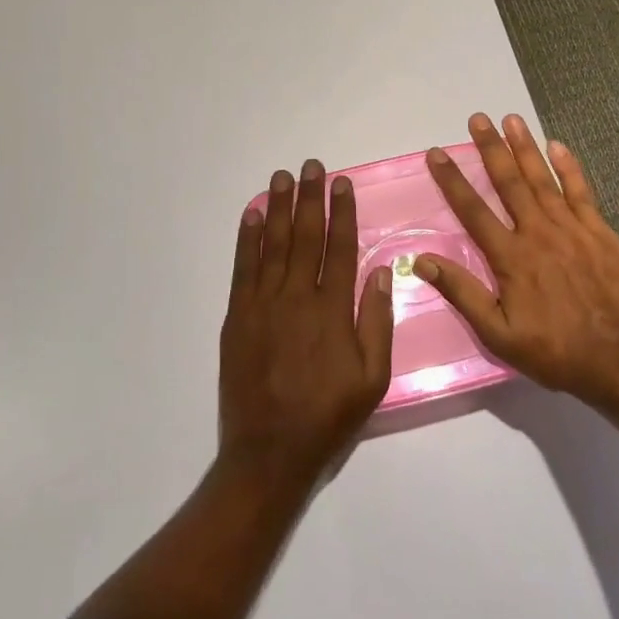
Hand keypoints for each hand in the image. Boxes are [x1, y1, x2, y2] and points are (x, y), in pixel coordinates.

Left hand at [218, 160, 394, 483]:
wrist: (269, 452)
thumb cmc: (328, 416)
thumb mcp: (372, 378)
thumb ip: (377, 321)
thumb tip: (382, 270)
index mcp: (332, 310)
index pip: (339, 248)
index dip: (341, 212)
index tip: (341, 184)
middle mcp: (297, 298)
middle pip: (304, 236)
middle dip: (309, 198)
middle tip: (311, 166)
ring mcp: (263, 305)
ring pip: (272, 245)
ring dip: (277, 208)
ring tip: (281, 178)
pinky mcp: (237, 317)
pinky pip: (242, 268)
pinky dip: (246, 239)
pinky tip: (251, 215)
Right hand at [416, 113, 618, 405]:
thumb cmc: (554, 350)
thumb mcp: (498, 333)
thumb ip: (462, 293)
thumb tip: (422, 261)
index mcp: (511, 256)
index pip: (473, 210)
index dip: (452, 180)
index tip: (437, 153)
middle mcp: (538, 232)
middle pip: (509, 182)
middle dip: (490, 148)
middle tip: (478, 119)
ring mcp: (572, 228)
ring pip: (543, 179)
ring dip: (525, 147)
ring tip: (511, 119)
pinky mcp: (600, 231)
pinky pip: (581, 191)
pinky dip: (569, 167)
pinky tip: (558, 146)